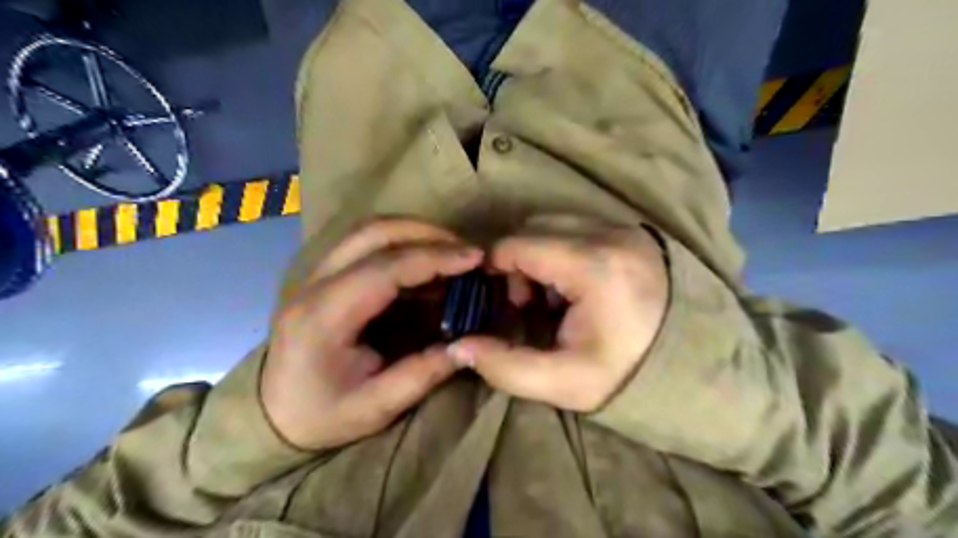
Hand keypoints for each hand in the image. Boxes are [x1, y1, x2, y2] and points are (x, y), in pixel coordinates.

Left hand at [261, 218, 483, 448]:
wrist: (271, 416)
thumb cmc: (320, 416)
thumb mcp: (376, 407)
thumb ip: (423, 374)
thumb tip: (467, 344)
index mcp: (325, 317)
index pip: (385, 268)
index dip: (433, 257)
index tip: (473, 258)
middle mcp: (316, 285)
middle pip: (373, 233)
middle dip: (426, 233)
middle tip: (466, 249)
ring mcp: (316, 275)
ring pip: (367, 231)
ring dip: (413, 232)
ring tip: (450, 250)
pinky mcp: (324, 277)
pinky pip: (364, 245)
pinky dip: (401, 244)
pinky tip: (425, 263)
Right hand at [448, 226, 667, 410]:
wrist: (691, 363)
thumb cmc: (627, 374)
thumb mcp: (564, 383)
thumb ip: (506, 367)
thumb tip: (459, 345)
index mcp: (594, 267)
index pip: (519, 244)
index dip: (496, 268)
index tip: (502, 301)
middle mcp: (610, 235)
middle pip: (535, 226)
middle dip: (518, 260)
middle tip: (527, 302)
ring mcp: (625, 229)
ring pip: (555, 222)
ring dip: (539, 252)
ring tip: (551, 294)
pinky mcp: (631, 232)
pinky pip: (578, 225)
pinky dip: (562, 248)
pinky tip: (573, 284)